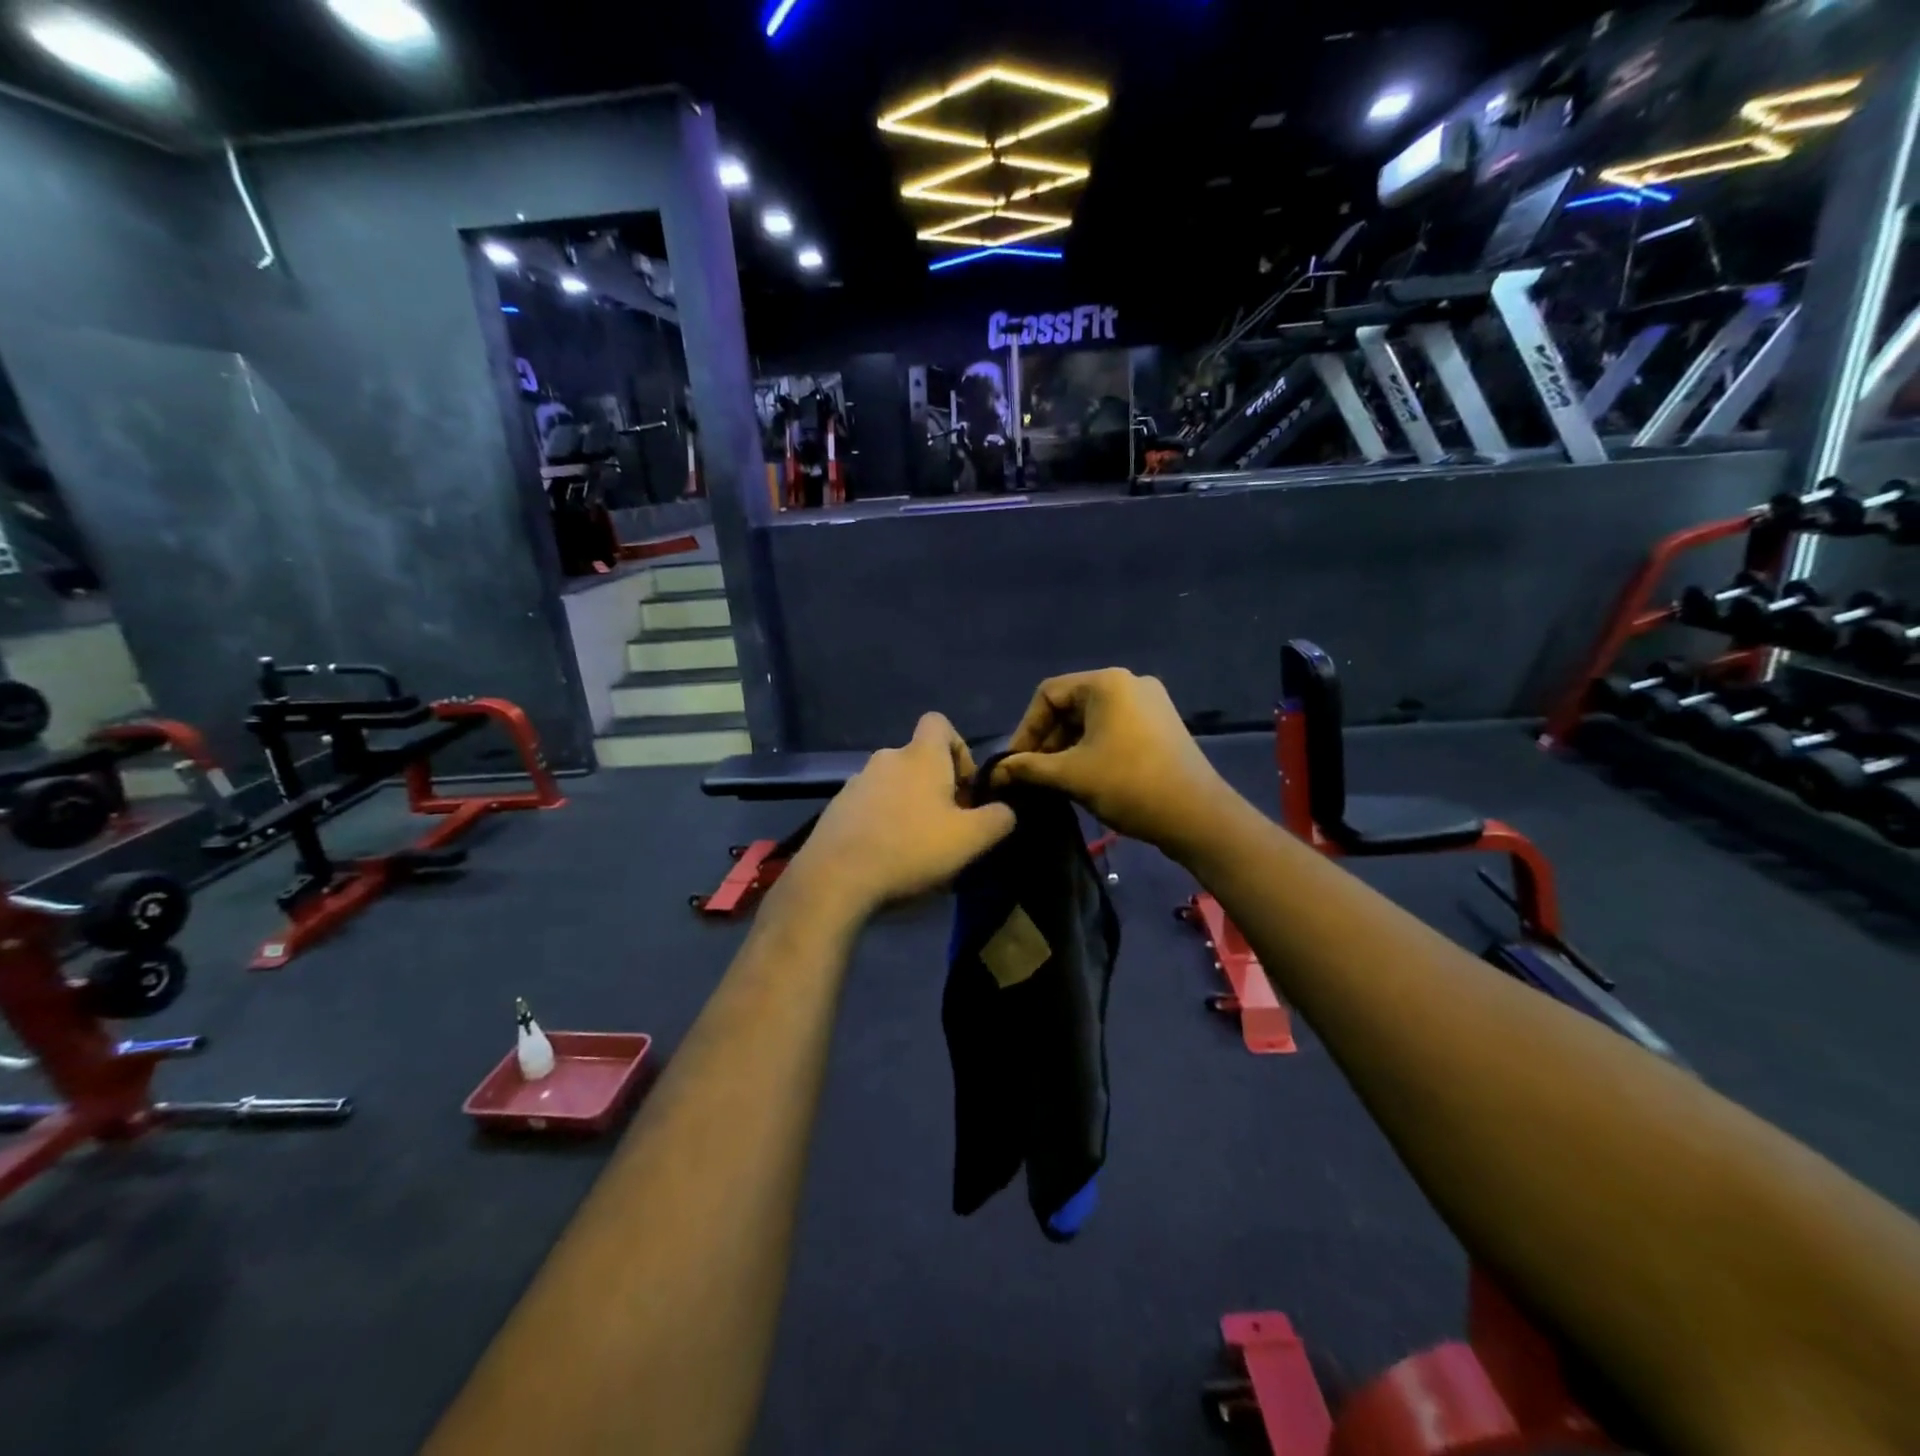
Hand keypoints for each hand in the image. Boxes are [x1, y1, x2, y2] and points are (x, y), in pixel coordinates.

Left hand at [789, 714, 1016, 918]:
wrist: (835, 879)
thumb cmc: (910, 849)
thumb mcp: (971, 839)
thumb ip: (998, 819)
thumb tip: (1004, 810)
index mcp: (920, 756)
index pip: (939, 722)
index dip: (958, 748)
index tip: (963, 787)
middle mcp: (886, 758)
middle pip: (918, 760)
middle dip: (936, 788)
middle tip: (946, 827)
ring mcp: (855, 783)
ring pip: (894, 785)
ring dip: (909, 806)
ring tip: (916, 848)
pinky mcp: (836, 809)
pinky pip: (870, 806)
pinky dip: (882, 822)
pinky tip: (886, 857)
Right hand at [993, 669, 1234, 855]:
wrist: (1196, 815)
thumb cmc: (1128, 785)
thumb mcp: (1070, 775)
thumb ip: (1028, 768)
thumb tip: (996, 771)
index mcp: (1107, 682)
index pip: (1048, 694)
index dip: (1026, 728)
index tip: (1016, 762)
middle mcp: (1130, 683)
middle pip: (1071, 705)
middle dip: (1047, 739)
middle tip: (1034, 774)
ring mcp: (1151, 703)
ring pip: (1093, 719)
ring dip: (1068, 747)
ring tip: (1056, 779)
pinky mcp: (1162, 725)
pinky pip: (1115, 728)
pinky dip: (1093, 748)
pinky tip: (1085, 776)